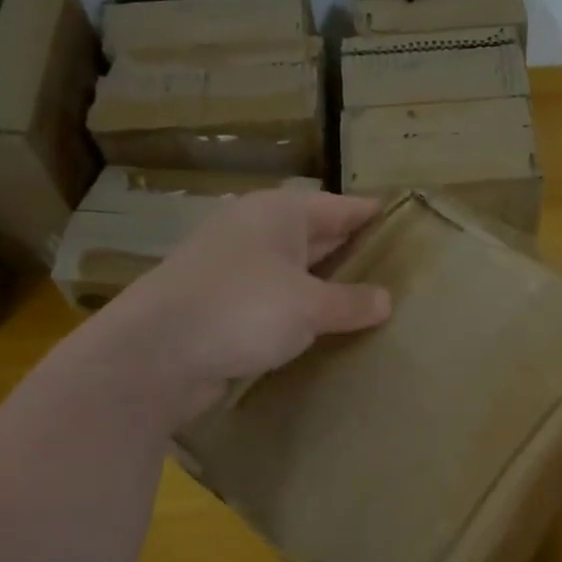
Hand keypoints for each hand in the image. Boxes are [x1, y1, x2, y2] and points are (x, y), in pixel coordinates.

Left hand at [55, 190, 391, 423]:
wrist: (154, 354)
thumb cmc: (241, 310)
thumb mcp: (308, 306)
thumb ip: (350, 302)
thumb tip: (386, 300)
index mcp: (279, 214)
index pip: (340, 207)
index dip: (372, 216)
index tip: (407, 226)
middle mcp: (255, 232)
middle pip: (317, 236)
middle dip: (352, 254)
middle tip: (399, 272)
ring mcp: (234, 269)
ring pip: (294, 272)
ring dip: (325, 288)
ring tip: (369, 305)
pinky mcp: (220, 305)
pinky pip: (273, 302)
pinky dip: (298, 313)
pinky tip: (322, 332)